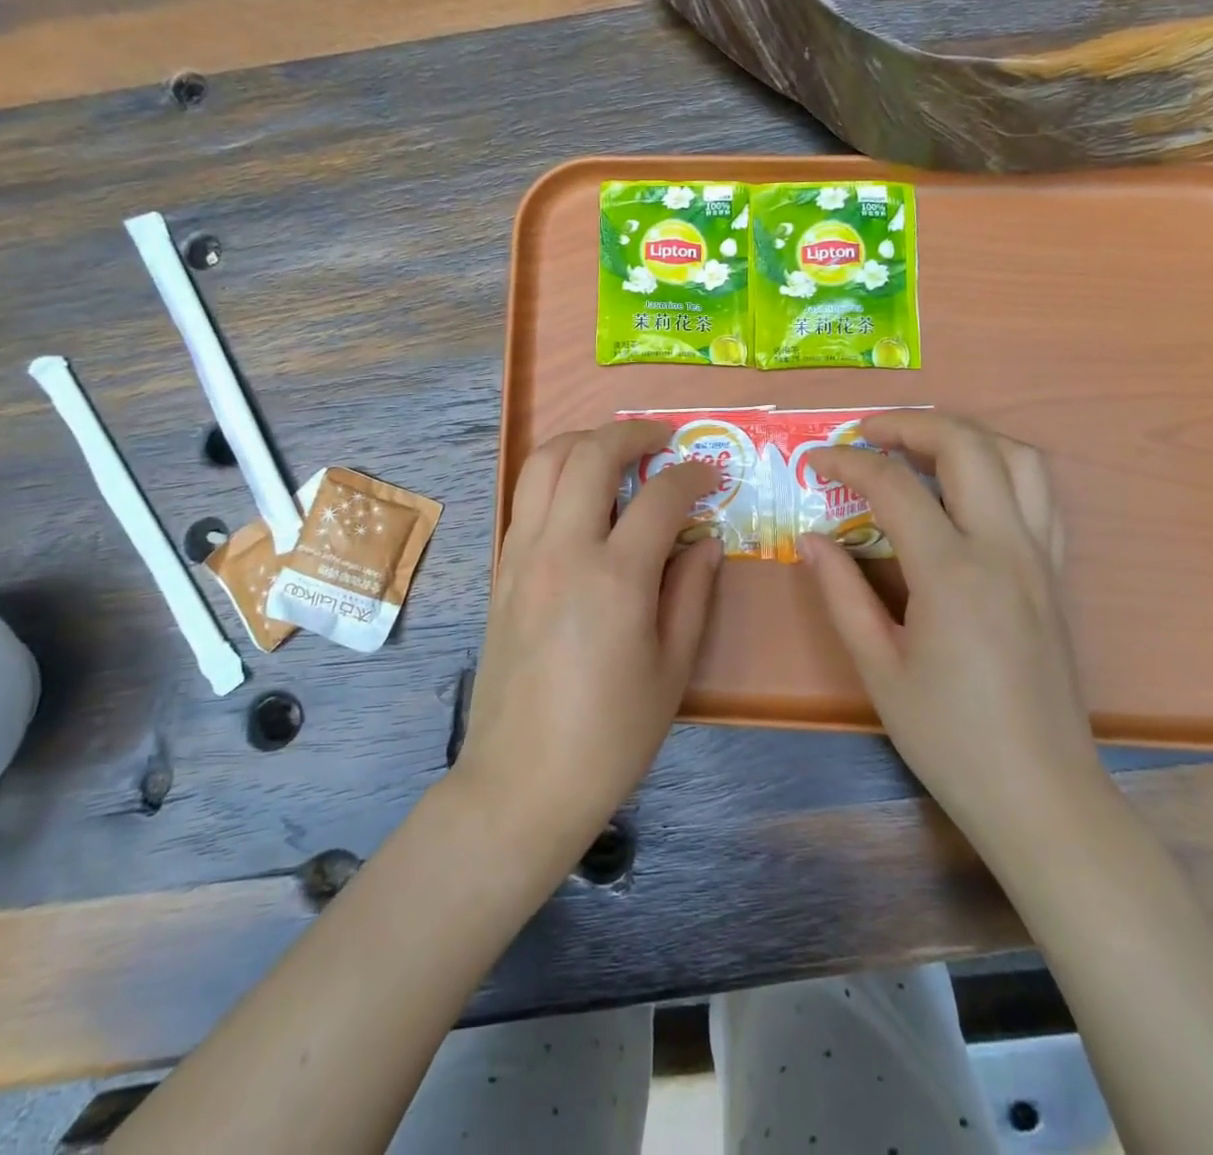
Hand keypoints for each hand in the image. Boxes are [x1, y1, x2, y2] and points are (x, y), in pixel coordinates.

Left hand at [456, 419, 721, 863]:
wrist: (522, 780)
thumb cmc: (610, 736)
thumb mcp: (672, 669)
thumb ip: (692, 592)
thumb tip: (706, 540)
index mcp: (614, 577)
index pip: (660, 497)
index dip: (693, 476)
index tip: (710, 476)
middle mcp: (561, 550)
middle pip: (591, 454)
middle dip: (632, 432)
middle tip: (663, 438)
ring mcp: (522, 555)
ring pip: (544, 462)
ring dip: (584, 442)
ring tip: (615, 449)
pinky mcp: (501, 569)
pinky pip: (525, 497)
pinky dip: (555, 475)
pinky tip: (580, 495)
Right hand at [800, 411, 1100, 852]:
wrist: (1039, 793)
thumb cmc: (948, 736)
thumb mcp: (878, 666)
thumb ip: (841, 592)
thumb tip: (810, 539)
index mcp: (952, 573)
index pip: (894, 486)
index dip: (847, 462)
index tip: (814, 461)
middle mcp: (1004, 549)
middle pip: (967, 446)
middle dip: (910, 423)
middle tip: (867, 433)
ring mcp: (1040, 558)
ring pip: (1019, 458)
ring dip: (966, 435)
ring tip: (921, 446)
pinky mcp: (1056, 574)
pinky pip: (1043, 494)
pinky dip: (1004, 467)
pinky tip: (971, 487)